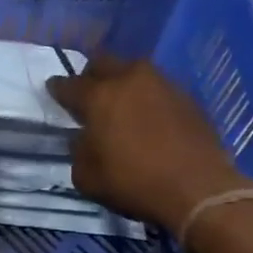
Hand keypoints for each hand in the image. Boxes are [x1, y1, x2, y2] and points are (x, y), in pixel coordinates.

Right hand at [47, 56, 249, 230]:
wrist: (199, 190)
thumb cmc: (134, 183)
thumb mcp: (86, 176)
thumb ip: (78, 150)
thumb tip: (84, 138)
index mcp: (99, 96)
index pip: (68, 84)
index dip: (57, 89)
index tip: (54, 91)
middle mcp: (130, 79)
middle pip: (103, 62)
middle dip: (91, 75)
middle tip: (89, 94)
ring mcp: (163, 84)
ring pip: (135, 72)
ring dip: (124, 84)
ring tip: (122, 104)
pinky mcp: (188, 97)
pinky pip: (159, 89)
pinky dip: (149, 99)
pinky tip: (149, 118)